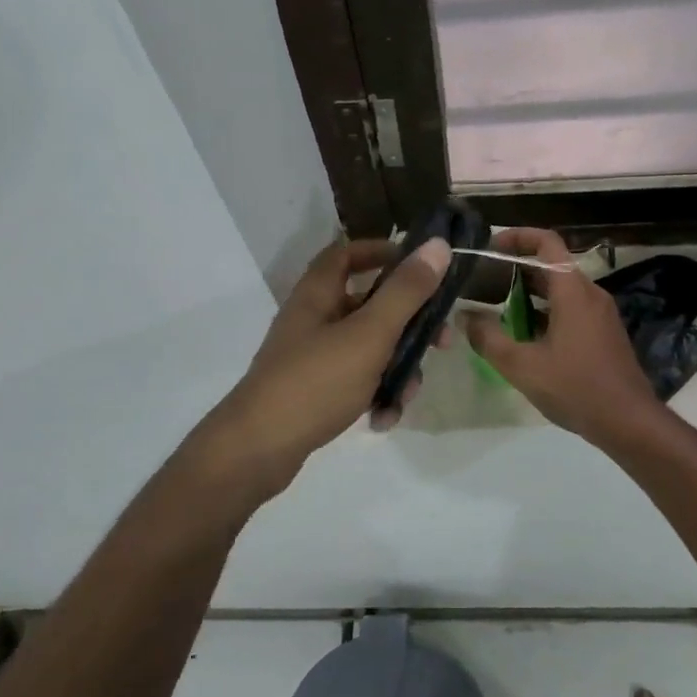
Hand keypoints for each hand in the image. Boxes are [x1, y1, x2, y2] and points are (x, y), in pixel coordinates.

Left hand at [196, 236, 451, 501]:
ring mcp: (312, 356)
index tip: (420, 267)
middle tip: (440, 342)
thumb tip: (438, 245)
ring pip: (368, 347)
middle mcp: (313, 318)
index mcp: (318, 293)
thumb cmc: (315, 382)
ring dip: (396, 368)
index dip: (382, 252)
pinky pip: (355, 380)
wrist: (257, 450)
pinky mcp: (313, 390)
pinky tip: (382, 419)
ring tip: (407, 395)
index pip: (347, 253)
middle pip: (369, 304)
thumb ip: (406, 291)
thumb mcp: (369, 334)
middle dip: (408, 323)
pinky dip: (374, 395)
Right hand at [456, 228, 661, 443]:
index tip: (490, 246)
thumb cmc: (577, 388)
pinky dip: (545, 312)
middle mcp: (590, 294)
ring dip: (529, 294)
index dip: (518, 236)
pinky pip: (571, 309)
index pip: (547, 243)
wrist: (630, 423)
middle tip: (483, 281)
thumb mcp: (523, 366)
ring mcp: (600, 314)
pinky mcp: (604, 334)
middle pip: (551, 266)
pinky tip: (525, 336)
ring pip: (560, 290)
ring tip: (497, 308)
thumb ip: (488, 338)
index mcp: (573, 291)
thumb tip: (465, 316)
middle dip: (516, 269)